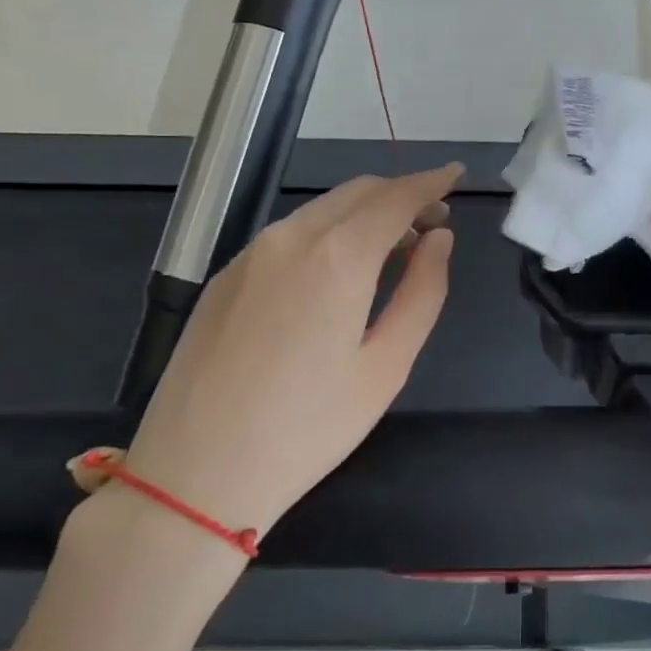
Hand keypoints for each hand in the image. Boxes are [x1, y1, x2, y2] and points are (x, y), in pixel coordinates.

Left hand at [102, 164, 462, 564]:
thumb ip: (423, 291)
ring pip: (322, 210)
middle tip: (433, 225)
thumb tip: (439, 239)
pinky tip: (338, 271)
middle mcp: (291, 237)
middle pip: (358, 193)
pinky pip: (290, 234)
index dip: (431, 183)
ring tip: (393, 249)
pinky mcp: (225, 275)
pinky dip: (328, 233)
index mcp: (338, 256)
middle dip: (401, 196)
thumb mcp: (387, 365)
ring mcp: (251, 253)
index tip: (456, 175)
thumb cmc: (309, 428)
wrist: (195, 475)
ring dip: (364, 214)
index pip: (396, 197)